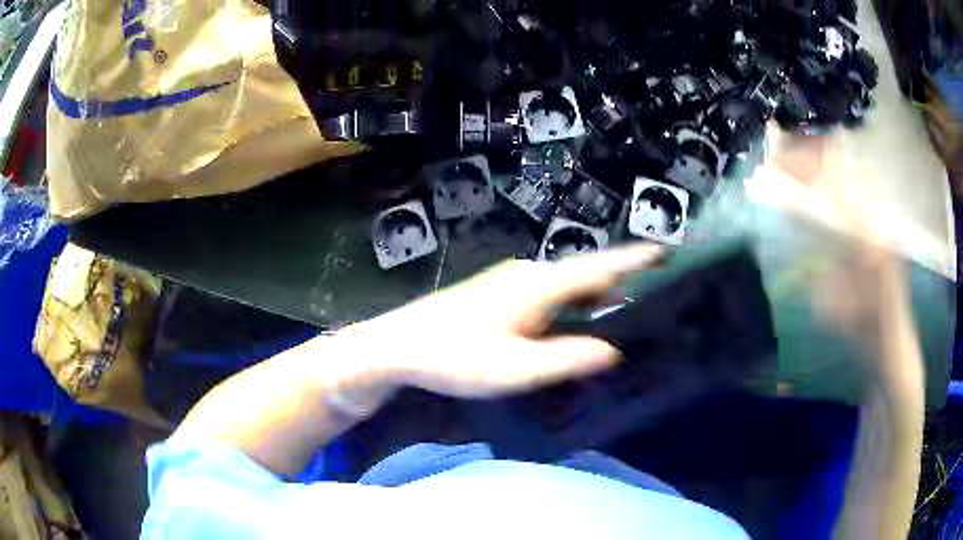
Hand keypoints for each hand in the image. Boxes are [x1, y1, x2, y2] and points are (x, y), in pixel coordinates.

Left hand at [340, 244, 662, 398]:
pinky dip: (570, 304)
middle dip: (620, 282)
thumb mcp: (516, 368)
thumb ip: (567, 357)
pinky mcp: (497, 292)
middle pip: (585, 274)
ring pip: (565, 285)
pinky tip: (573, 323)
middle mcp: (528, 274)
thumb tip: (613, 350)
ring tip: (623, 312)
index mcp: (539, 285)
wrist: (398, 346)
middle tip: (653, 297)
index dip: (635, 259)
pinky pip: (548, 293)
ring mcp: (510, 281)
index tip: (666, 251)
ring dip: (593, 296)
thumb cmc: (455, 358)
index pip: (599, 267)